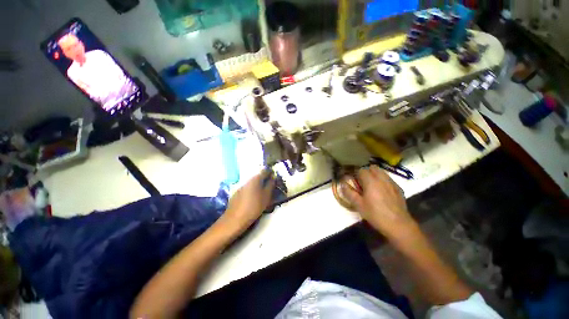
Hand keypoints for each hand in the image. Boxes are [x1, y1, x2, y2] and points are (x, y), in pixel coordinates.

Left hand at [221, 170, 275, 234]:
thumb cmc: (254, 207)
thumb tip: (273, 177)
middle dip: (265, 180)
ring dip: (259, 186)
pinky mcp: (237, 193)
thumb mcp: (266, 196)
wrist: (235, 219)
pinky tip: (254, 198)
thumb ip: (270, 185)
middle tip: (271, 187)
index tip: (275, 178)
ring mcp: (241, 186)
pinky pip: (248, 188)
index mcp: (255, 179)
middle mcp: (247, 180)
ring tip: (263, 193)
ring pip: (253, 183)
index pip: (265, 171)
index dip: (271, 173)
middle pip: (258, 177)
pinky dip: (253, 190)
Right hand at [341, 166, 415, 238]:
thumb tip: (342, 185)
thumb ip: (349, 193)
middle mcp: (382, 179)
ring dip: (375, 175)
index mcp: (371, 181)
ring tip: (372, 185)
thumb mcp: (359, 205)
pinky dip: (383, 181)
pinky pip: (388, 179)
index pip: (362, 170)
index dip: (356, 174)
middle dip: (366, 172)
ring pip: (382, 172)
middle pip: (373, 168)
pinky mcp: (398, 189)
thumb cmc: (376, 214)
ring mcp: (392, 183)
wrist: (398, 225)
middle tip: (362, 182)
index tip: (354, 181)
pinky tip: (382, 192)